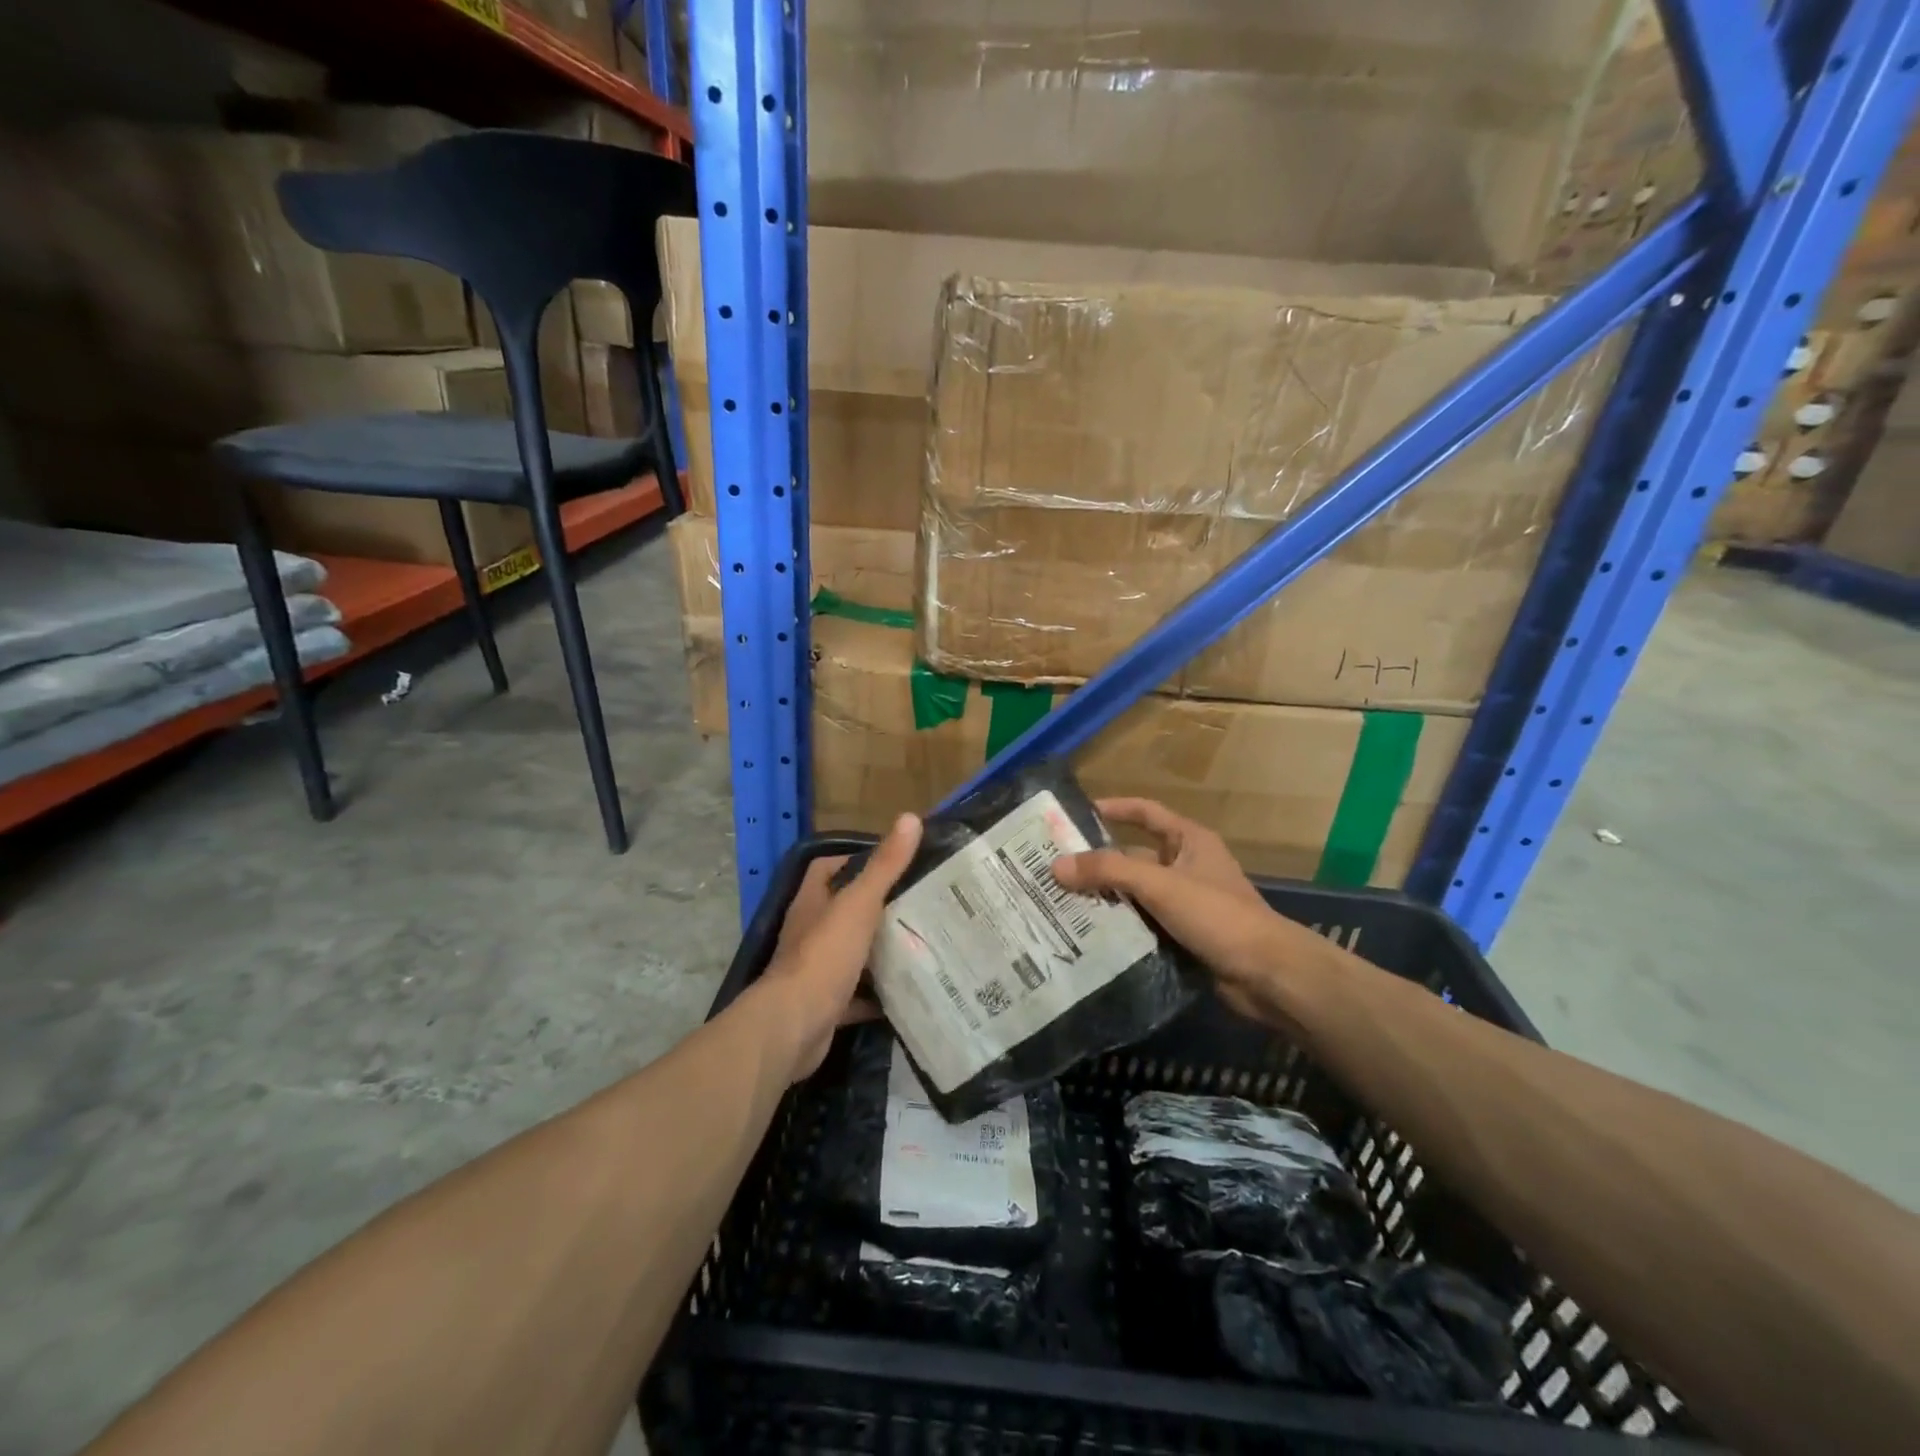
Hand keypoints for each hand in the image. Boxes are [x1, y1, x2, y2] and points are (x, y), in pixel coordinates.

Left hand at [759, 814, 922, 1080]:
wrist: (795, 1026)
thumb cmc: (825, 955)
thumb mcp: (859, 904)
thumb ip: (885, 865)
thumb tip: (910, 817)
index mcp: (812, 903)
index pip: (826, 868)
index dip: (854, 860)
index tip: (893, 862)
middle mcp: (809, 932)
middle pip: (843, 911)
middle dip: (877, 907)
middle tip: (919, 902)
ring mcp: (815, 970)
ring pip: (851, 952)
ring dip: (878, 951)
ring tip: (920, 942)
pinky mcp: (825, 1005)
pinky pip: (856, 994)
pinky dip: (877, 994)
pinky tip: (907, 991)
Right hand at [1052, 798, 1300, 1025]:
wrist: (1267, 975)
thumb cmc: (1218, 915)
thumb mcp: (1160, 885)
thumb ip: (1109, 871)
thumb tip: (1056, 866)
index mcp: (1189, 841)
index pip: (1145, 813)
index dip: (1113, 809)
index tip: (1074, 815)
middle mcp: (1186, 866)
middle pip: (1133, 857)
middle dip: (1097, 863)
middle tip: (1053, 870)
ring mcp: (1185, 903)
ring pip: (1135, 893)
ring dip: (1104, 898)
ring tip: (1059, 903)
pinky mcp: (1182, 935)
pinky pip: (1142, 922)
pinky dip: (1118, 926)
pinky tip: (1086, 934)